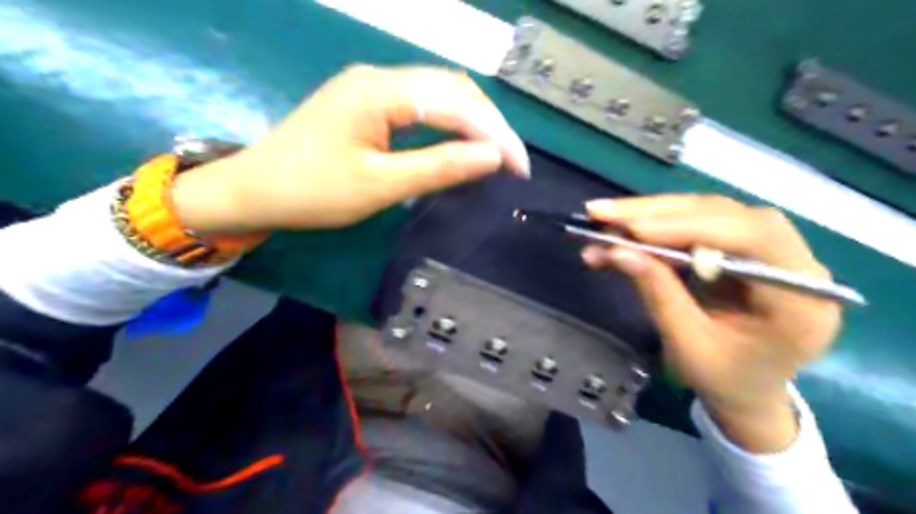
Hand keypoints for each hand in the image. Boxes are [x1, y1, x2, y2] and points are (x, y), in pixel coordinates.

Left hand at [171, 64, 530, 232]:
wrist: (254, 190)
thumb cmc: (313, 192)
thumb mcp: (380, 185)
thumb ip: (438, 167)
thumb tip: (491, 157)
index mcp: (380, 92)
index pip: (456, 104)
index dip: (494, 134)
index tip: (520, 168)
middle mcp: (380, 77)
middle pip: (452, 88)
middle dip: (489, 123)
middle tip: (513, 162)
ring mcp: (372, 86)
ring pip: (440, 92)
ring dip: (472, 120)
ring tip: (495, 153)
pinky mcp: (368, 102)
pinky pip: (422, 103)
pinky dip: (450, 121)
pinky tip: (461, 141)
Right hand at [583, 194, 838, 450]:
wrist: (749, 391)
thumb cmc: (724, 380)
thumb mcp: (687, 344)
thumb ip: (658, 293)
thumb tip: (616, 250)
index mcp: (802, 300)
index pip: (752, 238)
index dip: (690, 226)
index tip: (633, 230)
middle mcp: (797, 263)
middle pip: (727, 215)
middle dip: (658, 213)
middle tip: (602, 213)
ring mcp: (774, 250)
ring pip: (710, 212)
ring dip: (653, 213)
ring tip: (606, 217)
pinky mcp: (746, 247)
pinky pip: (701, 222)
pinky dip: (660, 223)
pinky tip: (628, 227)